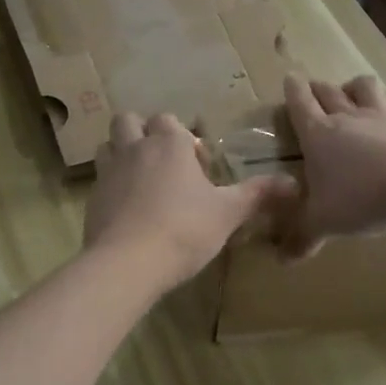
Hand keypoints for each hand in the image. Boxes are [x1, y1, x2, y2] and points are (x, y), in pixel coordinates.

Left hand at [84, 112, 298, 291]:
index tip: (198, 166)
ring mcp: (108, 173)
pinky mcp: (91, 199)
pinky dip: (112, 187)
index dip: (184, 138)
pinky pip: (99, 180)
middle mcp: (134, 148)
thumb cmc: (184, 230)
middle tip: (164, 164)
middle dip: (143, 133)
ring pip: (108, 146)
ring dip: (122, 154)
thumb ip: (258, 194)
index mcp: (169, 144)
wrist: (128, 263)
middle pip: (129, 121)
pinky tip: (127, 211)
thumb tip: (294, 183)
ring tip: (142, 181)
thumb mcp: (228, 213)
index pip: (170, 121)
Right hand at [282, 73, 385, 252]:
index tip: (290, 78)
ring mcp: (382, 116)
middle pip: (329, 90)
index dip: (292, 89)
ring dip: (356, 86)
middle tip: (314, 90)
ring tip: (354, 92)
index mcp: (318, 135)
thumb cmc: (359, 200)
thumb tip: (281, 261)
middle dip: (318, 87)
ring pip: (366, 87)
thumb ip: (302, 238)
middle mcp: (348, 117)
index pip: (299, 102)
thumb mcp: (323, 223)